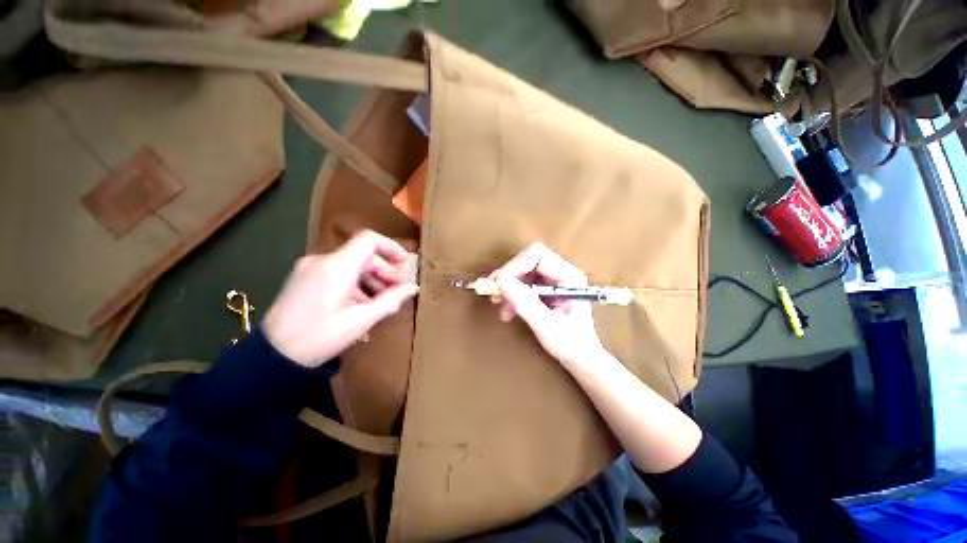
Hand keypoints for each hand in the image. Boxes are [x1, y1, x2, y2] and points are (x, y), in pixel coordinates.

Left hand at [262, 230, 418, 367]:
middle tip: (396, 291)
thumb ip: (390, 300)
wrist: (271, 357)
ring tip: (381, 302)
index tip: (404, 263)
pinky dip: (355, 285)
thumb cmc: (319, 337)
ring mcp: (310, 269)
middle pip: (362, 255)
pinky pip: (337, 274)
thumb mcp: (360, 320)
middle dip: (384, 271)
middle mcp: (322, 261)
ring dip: (371, 280)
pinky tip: (361, 305)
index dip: (390, 247)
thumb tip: (413, 287)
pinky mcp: (304, 279)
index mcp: (336, 267)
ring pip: (351, 266)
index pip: (369, 239)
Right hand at [490, 243, 605, 367]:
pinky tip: (507, 311)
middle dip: (509, 276)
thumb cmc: (570, 344)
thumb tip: (501, 282)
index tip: (499, 283)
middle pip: (528, 261)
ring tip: (499, 305)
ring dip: (508, 287)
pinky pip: (524, 284)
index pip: (537, 255)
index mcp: (568, 277)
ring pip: (523, 272)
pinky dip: (512, 295)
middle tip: (493, 292)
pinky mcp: (545, 289)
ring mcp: (553, 280)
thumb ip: (524, 302)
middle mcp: (561, 273)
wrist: (580, 357)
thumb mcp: (545, 325)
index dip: (515, 265)